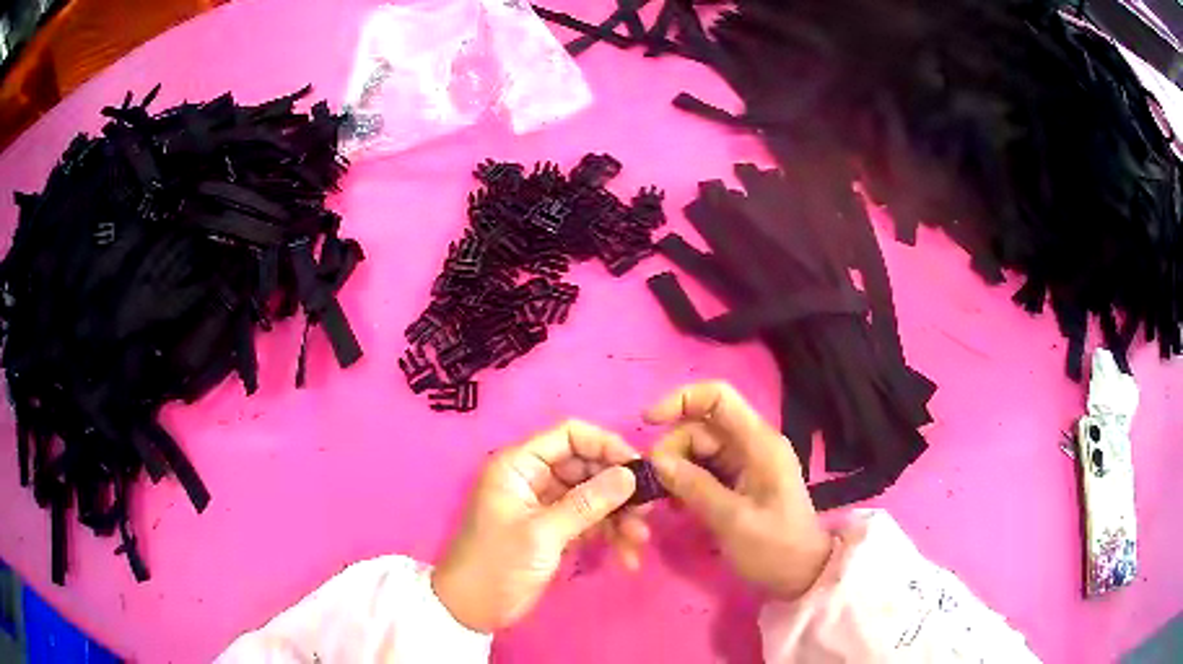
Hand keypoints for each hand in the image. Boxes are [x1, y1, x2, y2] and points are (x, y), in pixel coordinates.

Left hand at [432, 420, 649, 632]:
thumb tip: (630, 474)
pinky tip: (626, 557)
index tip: (637, 468)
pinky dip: (609, 536)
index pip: (569, 435)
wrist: (472, 609)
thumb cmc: (497, 564)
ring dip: (619, 517)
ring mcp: (545, 506)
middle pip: (587, 467)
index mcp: (519, 466)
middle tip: (646, 512)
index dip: (605, 445)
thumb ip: (587, 503)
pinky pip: (589, 522)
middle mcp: (533, 478)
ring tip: (638, 541)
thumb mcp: (543, 534)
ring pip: (593, 497)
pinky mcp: (554, 531)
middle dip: (618, 490)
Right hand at [647, 381, 832, 600]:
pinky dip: (685, 482)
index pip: (718, 397)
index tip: (648, 422)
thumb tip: (656, 461)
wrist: (802, 574)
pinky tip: (676, 506)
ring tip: (666, 502)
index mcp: (758, 443)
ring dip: (675, 470)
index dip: (680, 399)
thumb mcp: (733, 520)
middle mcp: (751, 445)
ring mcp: (744, 464)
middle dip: (672, 450)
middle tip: (657, 488)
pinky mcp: (737, 482)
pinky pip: (702, 470)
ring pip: (697, 449)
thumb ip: (695, 487)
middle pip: (700, 427)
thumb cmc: (774, 547)